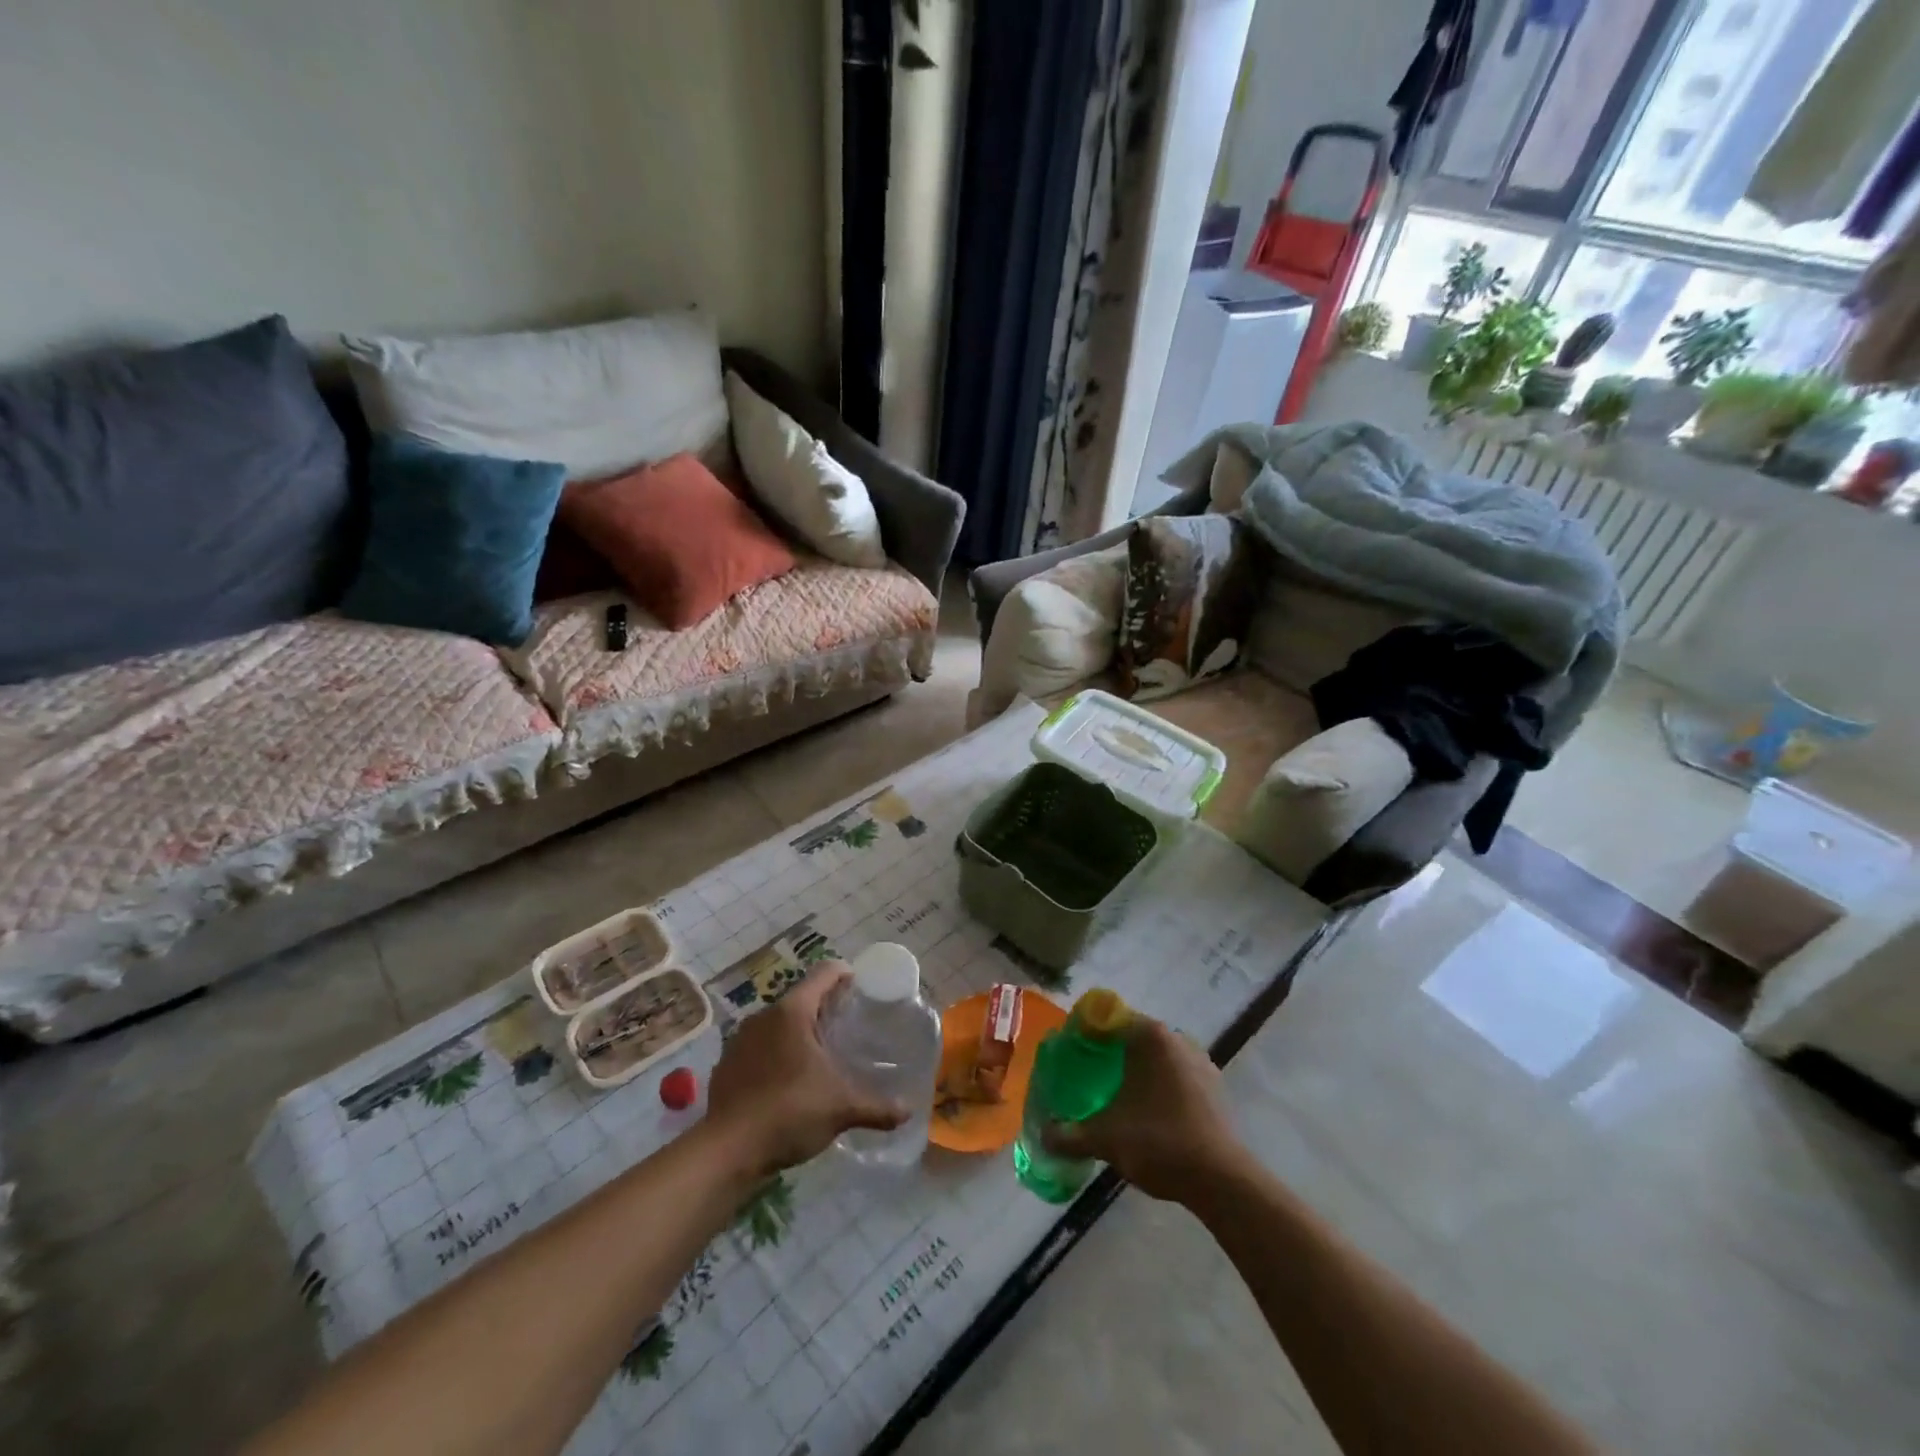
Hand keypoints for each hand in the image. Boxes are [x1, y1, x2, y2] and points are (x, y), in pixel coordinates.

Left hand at [706, 962, 906, 1177]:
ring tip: (817, 1055)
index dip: (845, 975)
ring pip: (776, 1024)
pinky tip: (785, 1081)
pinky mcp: (726, 1065)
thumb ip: (877, 1106)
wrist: (727, 1151)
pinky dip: (774, 1055)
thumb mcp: (842, 1108)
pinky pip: (757, 1048)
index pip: (824, 974)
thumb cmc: (790, 1112)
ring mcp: (739, 1040)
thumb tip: (907, 1110)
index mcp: (793, 1011)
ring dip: (796, 1033)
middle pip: (800, 998)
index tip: (861, 988)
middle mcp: (763, 1016)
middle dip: (823, 1009)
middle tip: (846, 1027)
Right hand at [1041, 1016, 1246, 1202]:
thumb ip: (1069, 1135)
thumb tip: (1042, 1136)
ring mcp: (1200, 1062)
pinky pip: (1176, 1077)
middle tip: (1086, 1076)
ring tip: (1114, 1096)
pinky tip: (1147, 1113)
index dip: (1084, 1033)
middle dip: (1109, 1053)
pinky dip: (1159, 1087)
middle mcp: (1177, 1038)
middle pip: (1132, 1037)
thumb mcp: (1105, 1138)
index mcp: (1150, 1036)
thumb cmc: (1159, 1142)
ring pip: (1157, 1058)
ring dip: (1136, 1071)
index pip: (1107, 1019)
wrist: (1222, 1181)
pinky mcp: (1215, 1088)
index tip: (1068, 1054)